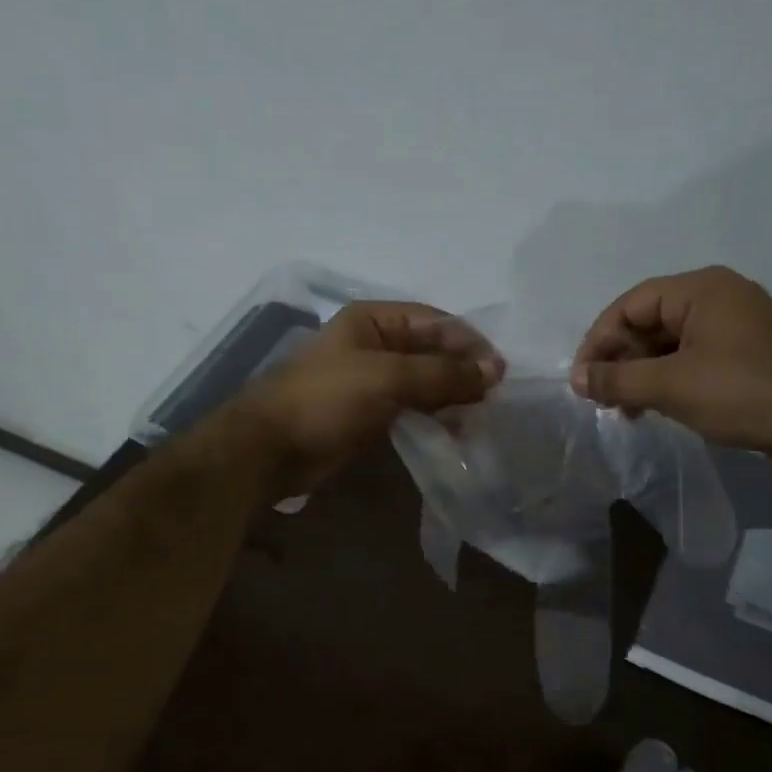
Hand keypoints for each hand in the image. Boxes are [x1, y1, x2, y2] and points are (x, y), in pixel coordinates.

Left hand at [238, 301, 503, 495]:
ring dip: (453, 396)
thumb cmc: (326, 400)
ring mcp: (373, 380)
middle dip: (464, 371)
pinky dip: (436, 416)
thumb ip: (443, 373)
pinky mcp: (371, 413)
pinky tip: (457, 431)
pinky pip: (414, 408)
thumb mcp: (388, 377)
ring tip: (482, 417)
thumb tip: (495, 370)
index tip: (500, 372)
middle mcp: (376, 344)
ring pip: (426, 382)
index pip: (436, 322)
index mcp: (374, 320)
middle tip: (496, 398)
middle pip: (433, 351)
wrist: (271, 450)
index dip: (470, 343)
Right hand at [570, 266, 771, 455]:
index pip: (631, 304)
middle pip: (649, 321)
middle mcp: (717, 297)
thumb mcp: (669, 386)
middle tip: (602, 397)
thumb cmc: (740, 393)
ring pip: (669, 342)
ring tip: (625, 409)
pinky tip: (655, 407)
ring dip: (641, 373)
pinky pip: (692, 357)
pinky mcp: (744, 353)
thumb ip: (617, 379)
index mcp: (701, 289)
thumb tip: (576, 379)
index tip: (581, 378)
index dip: (599, 340)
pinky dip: (667, 378)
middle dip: (621, 359)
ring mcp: (734, 325)